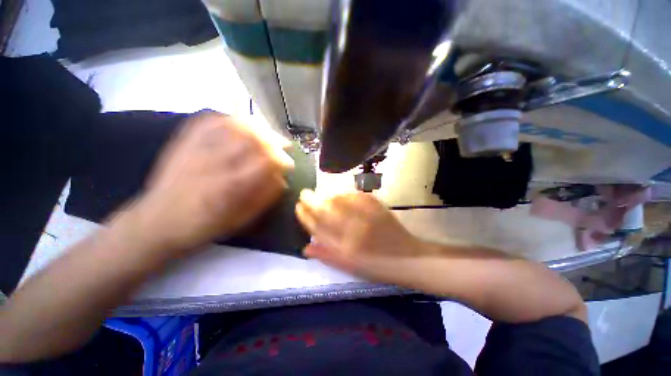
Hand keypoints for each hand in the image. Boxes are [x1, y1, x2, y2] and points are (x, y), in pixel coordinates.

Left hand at [114, 112, 292, 258]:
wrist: (158, 221)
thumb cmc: (204, 225)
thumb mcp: (241, 219)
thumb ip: (265, 197)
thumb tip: (283, 180)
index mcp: (230, 186)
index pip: (264, 162)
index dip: (282, 160)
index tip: (289, 164)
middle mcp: (214, 162)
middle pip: (252, 138)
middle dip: (274, 140)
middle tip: (283, 145)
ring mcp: (197, 148)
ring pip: (234, 124)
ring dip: (257, 127)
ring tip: (267, 133)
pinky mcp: (185, 141)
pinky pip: (211, 119)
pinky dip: (231, 118)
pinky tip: (242, 123)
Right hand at [295, 190, 424, 274]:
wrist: (407, 258)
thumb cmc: (376, 266)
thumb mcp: (349, 266)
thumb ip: (326, 255)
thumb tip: (305, 247)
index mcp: (344, 245)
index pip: (318, 225)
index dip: (305, 215)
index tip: (298, 206)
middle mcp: (352, 227)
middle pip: (325, 209)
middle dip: (311, 199)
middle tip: (305, 193)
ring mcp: (365, 215)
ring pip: (338, 199)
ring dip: (326, 194)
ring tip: (320, 193)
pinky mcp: (376, 206)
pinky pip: (355, 195)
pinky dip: (345, 193)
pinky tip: (340, 193)